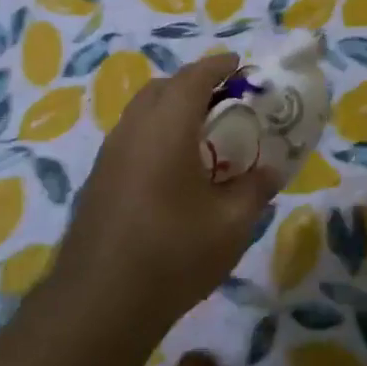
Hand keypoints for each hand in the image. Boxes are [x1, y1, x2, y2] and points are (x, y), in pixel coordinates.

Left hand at [54, 54, 275, 330]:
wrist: (100, 301)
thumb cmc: (174, 253)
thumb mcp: (231, 224)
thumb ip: (255, 188)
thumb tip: (270, 169)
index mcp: (166, 127)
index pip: (193, 78)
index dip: (218, 66)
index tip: (239, 64)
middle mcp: (132, 129)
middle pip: (161, 89)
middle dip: (192, 85)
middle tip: (224, 101)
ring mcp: (108, 155)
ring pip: (141, 114)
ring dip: (170, 110)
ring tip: (201, 135)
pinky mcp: (97, 180)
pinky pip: (130, 139)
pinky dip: (154, 135)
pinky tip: (171, 170)